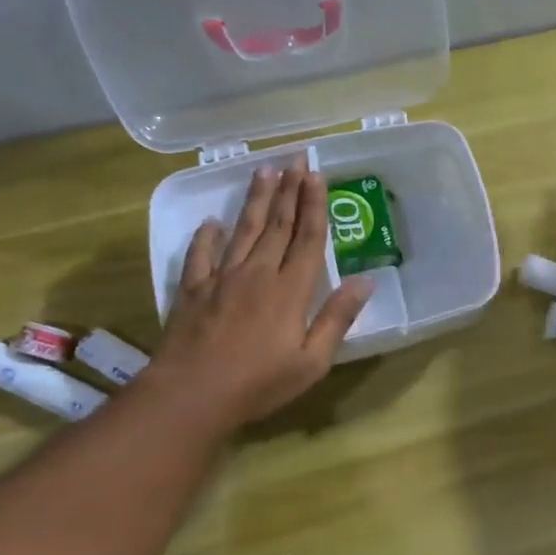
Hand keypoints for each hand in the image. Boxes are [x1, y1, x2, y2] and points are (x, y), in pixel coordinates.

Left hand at [139, 162, 371, 437]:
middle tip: (295, 158)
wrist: (190, 396)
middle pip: (278, 225)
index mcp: (291, 290)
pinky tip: (211, 222)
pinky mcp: (193, 290)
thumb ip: (337, 318)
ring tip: (264, 171)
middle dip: (289, 190)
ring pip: (244, 230)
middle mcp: (258, 274)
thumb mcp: (312, 361)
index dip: (314, 205)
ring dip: (257, 200)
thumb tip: (365, 282)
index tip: (317, 175)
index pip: (308, 238)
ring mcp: (222, 278)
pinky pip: (201, 255)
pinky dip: (206, 236)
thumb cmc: (258, 383)